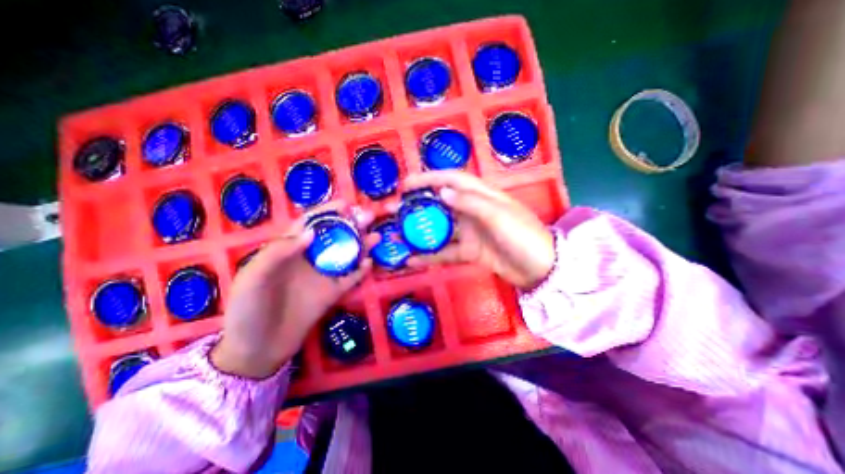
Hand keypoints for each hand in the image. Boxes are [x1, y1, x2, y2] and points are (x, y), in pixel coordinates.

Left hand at [209, 204, 370, 377]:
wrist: (257, 350)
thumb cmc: (248, 310)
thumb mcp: (253, 278)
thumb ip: (278, 253)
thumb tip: (311, 232)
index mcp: (288, 250)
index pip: (310, 224)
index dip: (327, 212)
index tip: (345, 204)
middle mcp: (309, 259)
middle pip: (333, 236)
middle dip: (350, 225)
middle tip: (369, 216)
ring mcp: (322, 276)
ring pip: (345, 255)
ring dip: (361, 244)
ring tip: (376, 236)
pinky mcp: (332, 293)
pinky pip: (350, 279)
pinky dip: (361, 271)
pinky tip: (370, 263)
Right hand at [400, 170, 559, 287]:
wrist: (541, 269)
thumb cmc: (523, 235)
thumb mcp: (498, 215)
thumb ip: (470, 203)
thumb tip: (442, 192)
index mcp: (481, 195)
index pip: (451, 179)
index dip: (429, 178)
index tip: (406, 184)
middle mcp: (472, 211)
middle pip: (440, 204)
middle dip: (417, 205)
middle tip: (394, 210)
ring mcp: (469, 232)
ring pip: (440, 228)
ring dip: (419, 231)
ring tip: (397, 234)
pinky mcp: (469, 251)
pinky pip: (446, 252)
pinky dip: (430, 255)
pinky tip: (412, 260)